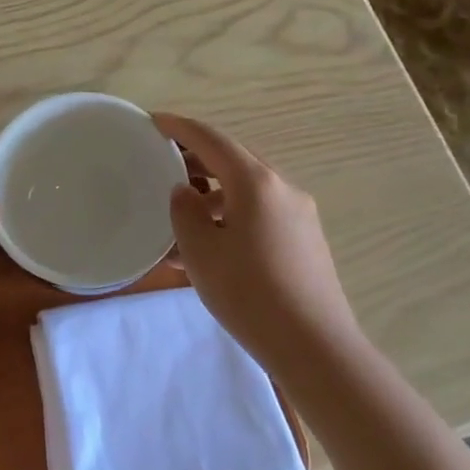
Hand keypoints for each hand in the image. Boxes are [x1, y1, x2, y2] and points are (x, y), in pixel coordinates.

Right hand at [154, 113, 359, 370]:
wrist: (316, 348)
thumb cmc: (250, 294)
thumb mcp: (201, 252)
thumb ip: (185, 212)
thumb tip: (186, 192)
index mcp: (255, 182)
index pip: (211, 139)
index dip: (180, 127)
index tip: (154, 121)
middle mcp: (282, 188)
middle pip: (233, 160)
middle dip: (197, 158)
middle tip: (164, 165)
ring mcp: (299, 214)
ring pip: (247, 189)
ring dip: (213, 193)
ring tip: (182, 217)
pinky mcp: (306, 239)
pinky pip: (261, 212)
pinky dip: (232, 214)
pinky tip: (212, 245)